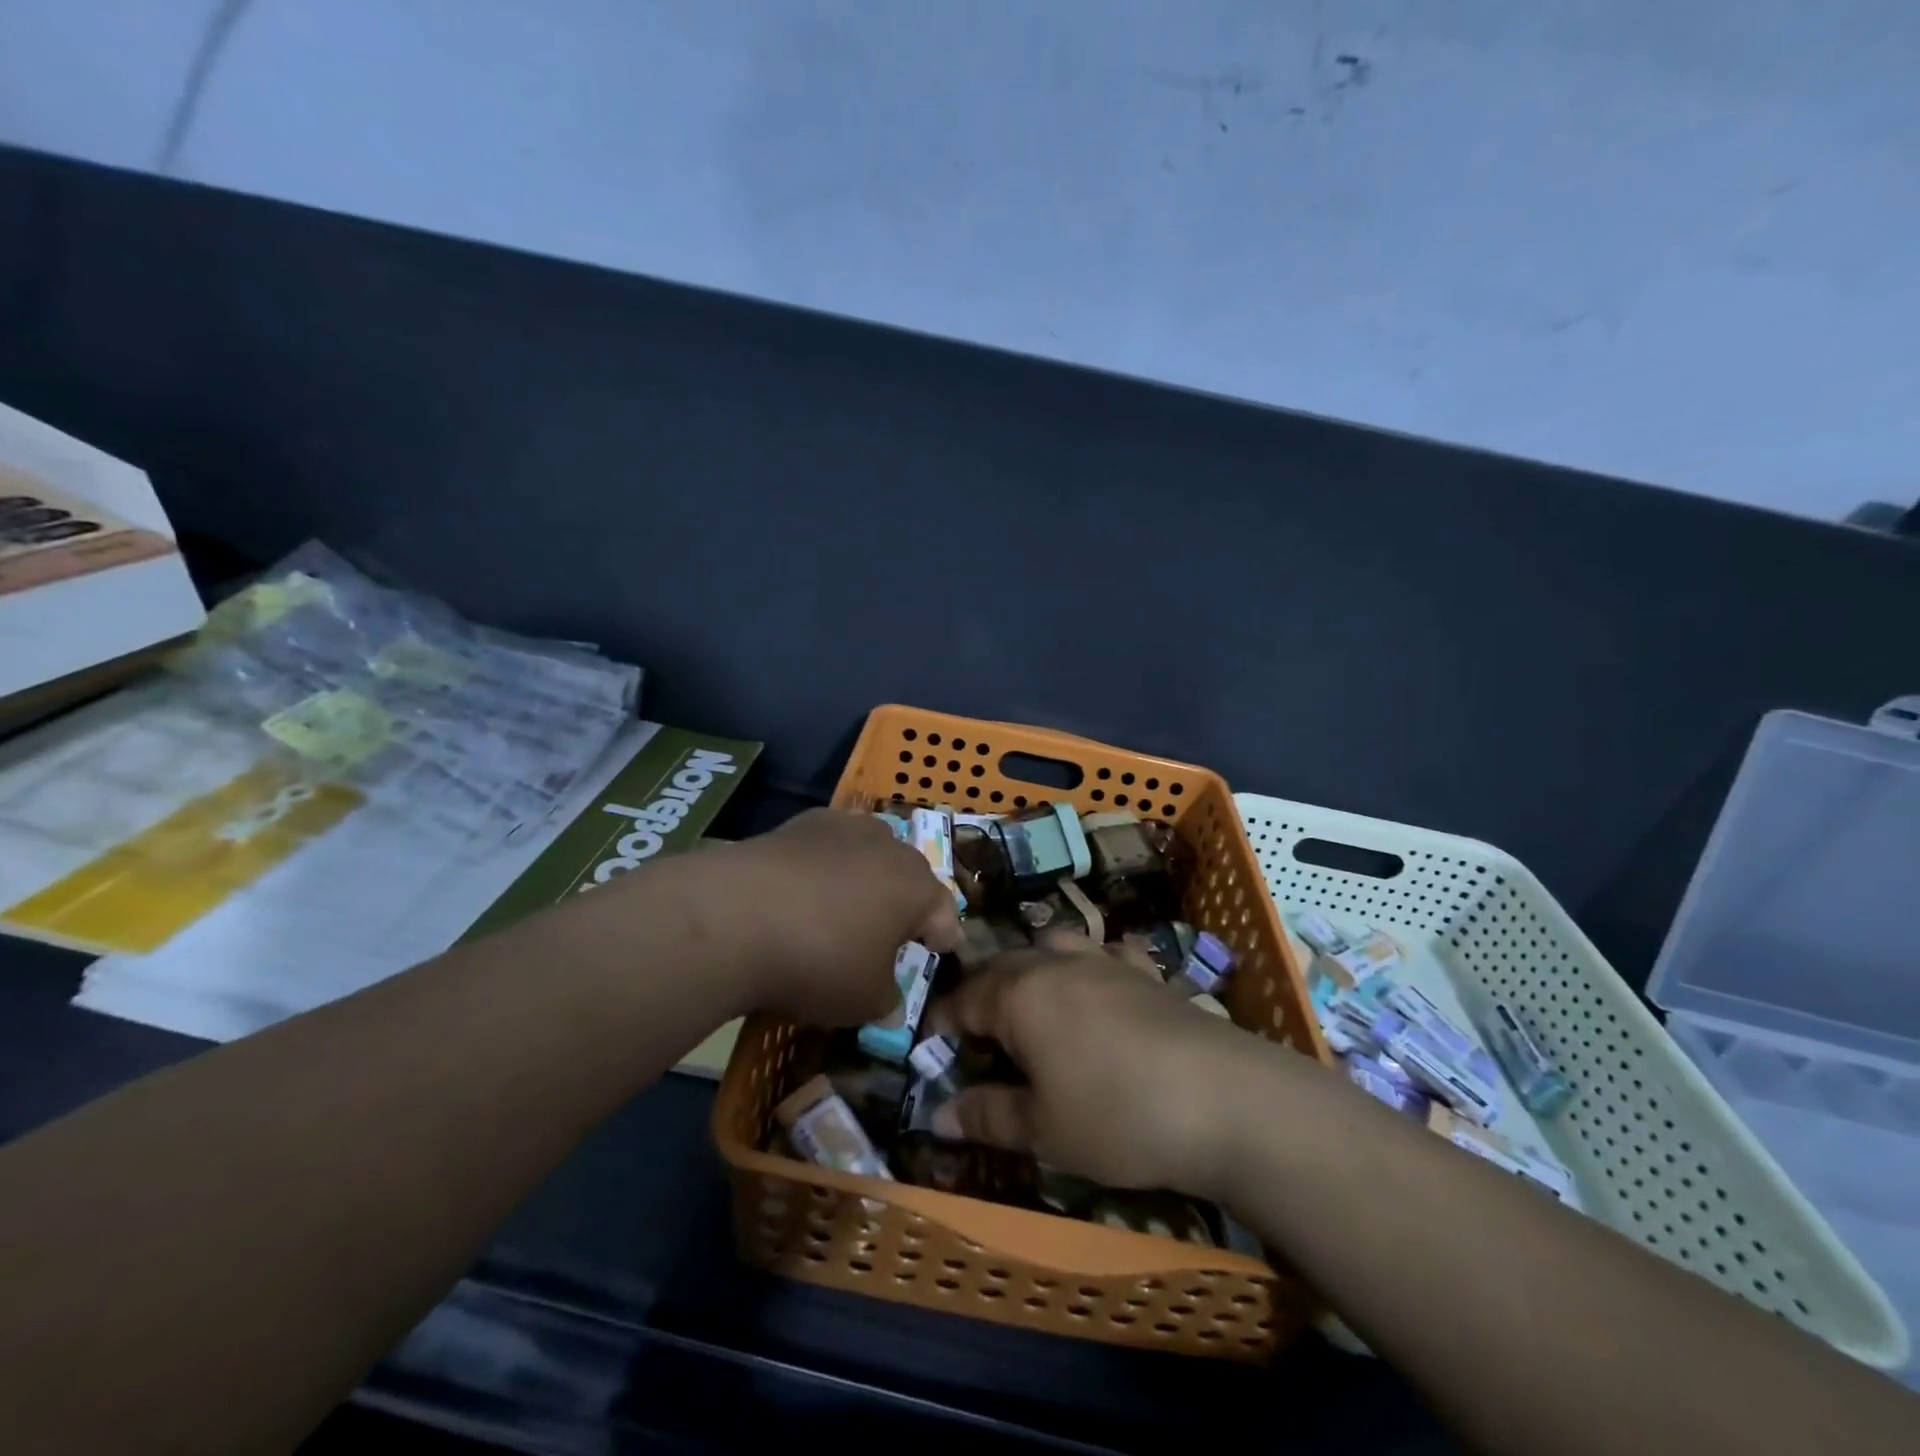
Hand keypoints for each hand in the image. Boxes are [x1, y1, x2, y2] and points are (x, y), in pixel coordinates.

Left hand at [682, 808, 960, 1025]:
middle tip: (890, 932)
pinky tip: (802, 889)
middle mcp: (889, 847)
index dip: (944, 935)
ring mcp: (844, 827)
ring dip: (864, 876)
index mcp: (918, 887)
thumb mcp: (864, 1001)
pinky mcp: (800, 822)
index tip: (941, 950)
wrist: (739, 915)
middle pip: (908, 875)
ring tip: (845, 906)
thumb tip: (891, 1009)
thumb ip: (887, 1002)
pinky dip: (823, 865)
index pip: (944, 912)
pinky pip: (826, 845)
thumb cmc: (822, 961)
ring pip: (868, 852)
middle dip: (904, 902)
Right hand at [925, 934, 1293, 1198]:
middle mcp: (1056, 962)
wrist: (1223, 1098)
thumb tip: (937, 1113)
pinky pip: (1105, 953)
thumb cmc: (1117, 1116)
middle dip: (981, 996)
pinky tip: (1099, 988)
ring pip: (1052, 947)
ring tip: (1031, 1007)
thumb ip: (987, 1115)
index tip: (929, 1050)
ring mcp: (1104, 959)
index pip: (963, 999)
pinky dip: (1089, 966)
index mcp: (1021, 993)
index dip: (940, 1024)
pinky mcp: (1145, 971)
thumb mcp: (1043, 1129)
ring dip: (1031, 971)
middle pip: (1003, 967)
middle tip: (976, 1038)